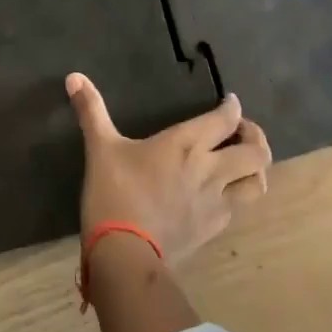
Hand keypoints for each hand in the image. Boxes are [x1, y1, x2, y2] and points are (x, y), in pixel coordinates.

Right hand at [66, 73, 271, 263]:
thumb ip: (91, 111)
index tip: (230, 103)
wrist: (125, 254)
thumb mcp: (100, 148)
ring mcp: (216, 202)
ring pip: (258, 183)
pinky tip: (223, 194)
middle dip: (256, 137)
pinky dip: (239, 195)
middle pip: (256, 152)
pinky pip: (239, 208)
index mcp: (186, 144)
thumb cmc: (114, 193)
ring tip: (242, 164)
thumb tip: (74, 76)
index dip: (233, 108)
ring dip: (256, 170)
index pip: (226, 119)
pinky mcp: (213, 229)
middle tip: (241, 133)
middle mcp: (210, 169)